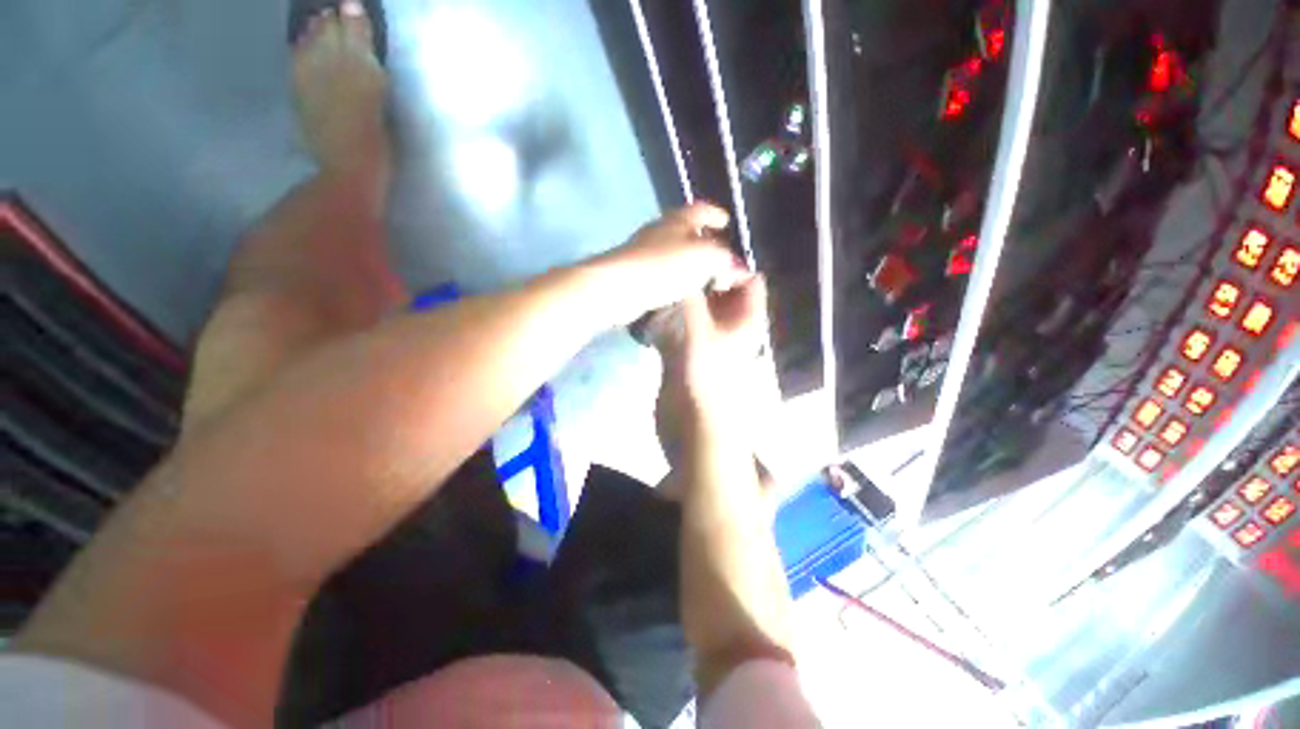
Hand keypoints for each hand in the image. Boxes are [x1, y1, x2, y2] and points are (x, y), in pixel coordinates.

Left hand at [588, 203, 744, 326]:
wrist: (621, 287)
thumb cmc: (666, 266)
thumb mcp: (706, 258)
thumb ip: (723, 258)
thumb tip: (733, 264)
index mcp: (678, 219)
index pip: (701, 209)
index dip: (716, 214)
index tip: (726, 222)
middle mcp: (660, 230)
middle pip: (685, 228)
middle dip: (703, 238)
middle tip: (717, 253)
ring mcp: (644, 250)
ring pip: (672, 250)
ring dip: (688, 259)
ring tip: (703, 275)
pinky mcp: (635, 271)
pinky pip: (662, 268)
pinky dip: (674, 274)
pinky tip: (680, 288)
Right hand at [655, 271, 768, 464]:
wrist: (691, 420)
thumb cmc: (703, 373)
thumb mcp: (697, 328)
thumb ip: (689, 294)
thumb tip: (681, 264)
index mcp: (747, 318)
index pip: (750, 279)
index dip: (729, 263)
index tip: (699, 255)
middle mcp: (732, 324)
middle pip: (723, 290)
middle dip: (702, 276)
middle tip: (674, 264)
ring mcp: (711, 337)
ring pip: (702, 305)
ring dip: (686, 295)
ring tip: (662, 281)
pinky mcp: (691, 349)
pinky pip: (686, 321)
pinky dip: (674, 313)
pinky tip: (656, 307)